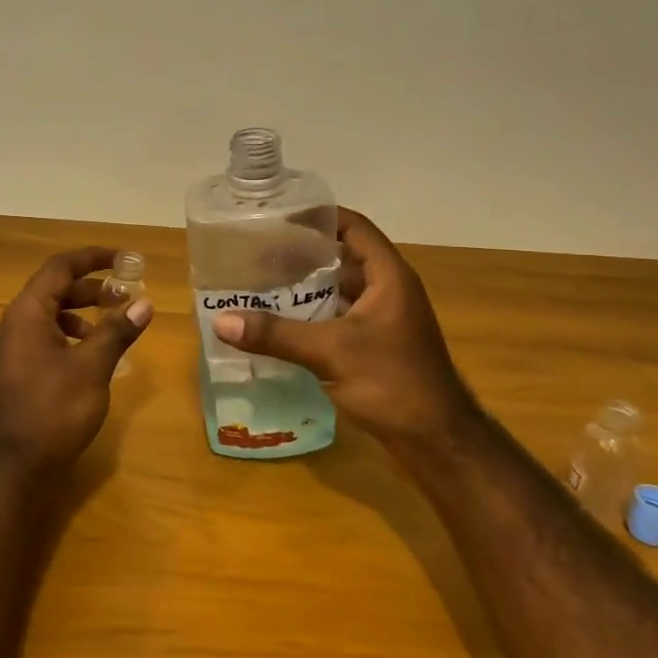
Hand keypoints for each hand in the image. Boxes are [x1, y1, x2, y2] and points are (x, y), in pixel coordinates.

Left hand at [0, 248, 152, 473]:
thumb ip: (117, 330)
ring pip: (48, 316)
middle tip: (125, 296)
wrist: (16, 466)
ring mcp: (9, 351)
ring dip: (81, 314)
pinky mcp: (14, 373)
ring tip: (112, 327)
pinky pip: (42, 339)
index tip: (124, 259)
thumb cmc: (55, 409)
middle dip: (91, 289)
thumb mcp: (93, 367)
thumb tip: (144, 302)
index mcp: (26, 314)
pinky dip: (69, 337)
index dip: (92, 258)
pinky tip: (91, 357)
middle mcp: (12, 325)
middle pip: (53, 290)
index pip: (59, 268)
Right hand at [210, 208, 475, 452]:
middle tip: (257, 253)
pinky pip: (338, 318)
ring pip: (339, 290)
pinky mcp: (376, 346)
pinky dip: (312, 315)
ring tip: (261, 284)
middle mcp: (388, 291)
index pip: (353, 227)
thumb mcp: (331, 352)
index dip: (319, 217)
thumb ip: (276, 334)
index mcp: (388, 277)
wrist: (436, 441)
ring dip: (305, 286)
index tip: (278, 217)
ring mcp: (384, 320)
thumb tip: (221, 321)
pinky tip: (281, 323)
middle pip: (342, 257)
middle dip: (302, 253)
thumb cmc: (392, 383)